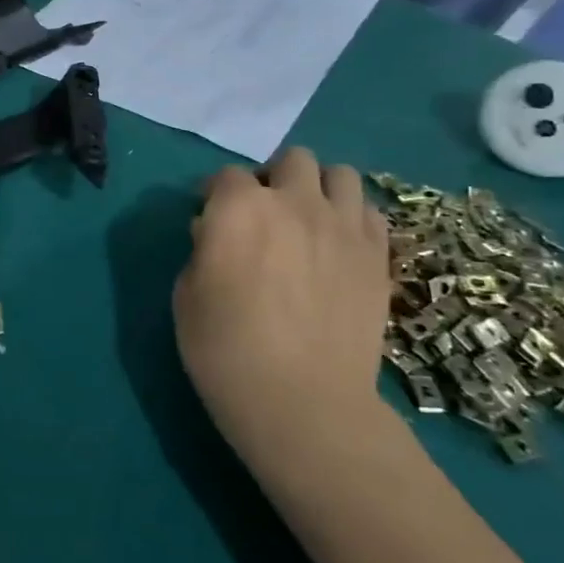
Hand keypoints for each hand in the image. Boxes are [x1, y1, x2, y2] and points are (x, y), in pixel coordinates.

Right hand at [173, 146, 394, 481]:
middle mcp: (294, 202)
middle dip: (274, 178)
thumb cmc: (226, 349)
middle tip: (265, 213)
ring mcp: (343, 225)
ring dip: (319, 189)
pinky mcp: (377, 254)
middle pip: (291, 160)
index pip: (225, 176)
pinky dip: (351, 217)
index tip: (209, 215)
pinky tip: (338, 244)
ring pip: (339, 174)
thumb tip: (216, 232)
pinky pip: (369, 212)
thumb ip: (202, 250)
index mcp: (239, 208)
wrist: (303, 402)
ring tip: (309, 220)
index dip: (214, 193)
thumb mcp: (186, 296)